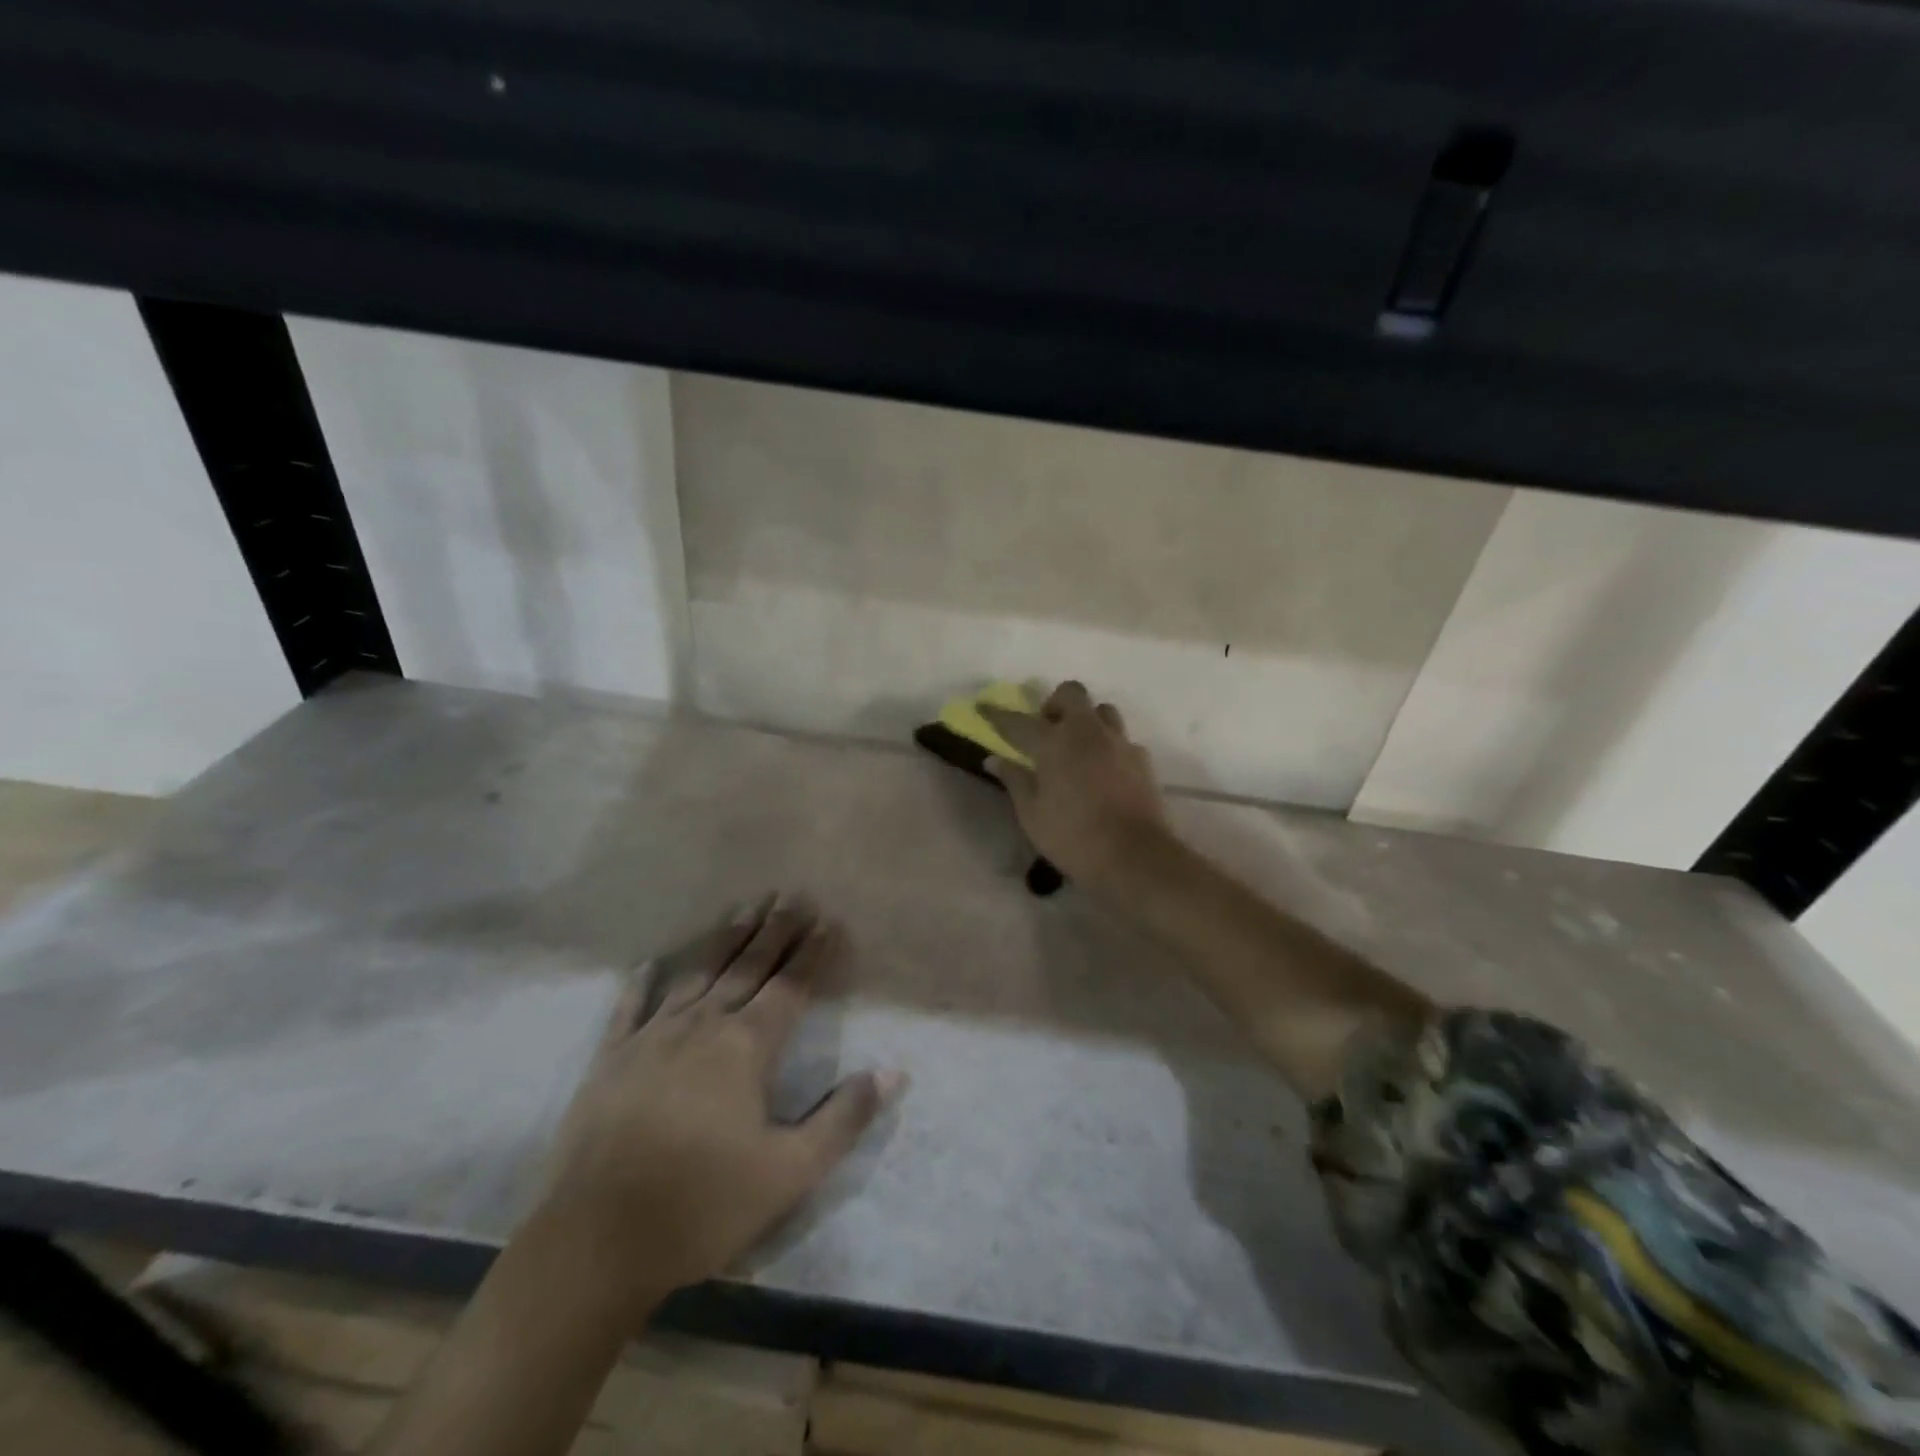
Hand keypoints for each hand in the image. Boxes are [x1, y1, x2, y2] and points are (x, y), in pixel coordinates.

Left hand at [537, 898, 904, 1311]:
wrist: (594, 1245)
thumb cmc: (702, 1206)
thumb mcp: (790, 1172)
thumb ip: (844, 1118)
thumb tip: (892, 1072)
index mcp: (746, 1047)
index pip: (791, 986)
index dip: (813, 952)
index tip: (829, 919)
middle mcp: (702, 1026)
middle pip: (747, 967)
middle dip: (774, 929)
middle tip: (792, 894)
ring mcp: (651, 1038)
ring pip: (697, 975)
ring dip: (724, 940)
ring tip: (744, 908)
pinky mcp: (609, 1061)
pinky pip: (629, 1010)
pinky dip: (641, 984)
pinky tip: (648, 963)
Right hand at [981, 681, 1172, 893]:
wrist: (1135, 856)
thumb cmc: (1073, 838)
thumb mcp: (1032, 814)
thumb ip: (1015, 780)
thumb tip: (994, 759)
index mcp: (1053, 743)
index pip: (1018, 721)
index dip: (997, 715)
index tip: (983, 707)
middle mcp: (1086, 732)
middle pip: (1070, 694)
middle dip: (1054, 703)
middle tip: (1045, 729)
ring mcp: (1118, 742)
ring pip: (1102, 710)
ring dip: (1086, 719)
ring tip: (1077, 746)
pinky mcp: (1142, 758)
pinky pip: (1122, 738)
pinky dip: (1108, 746)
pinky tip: (1103, 769)